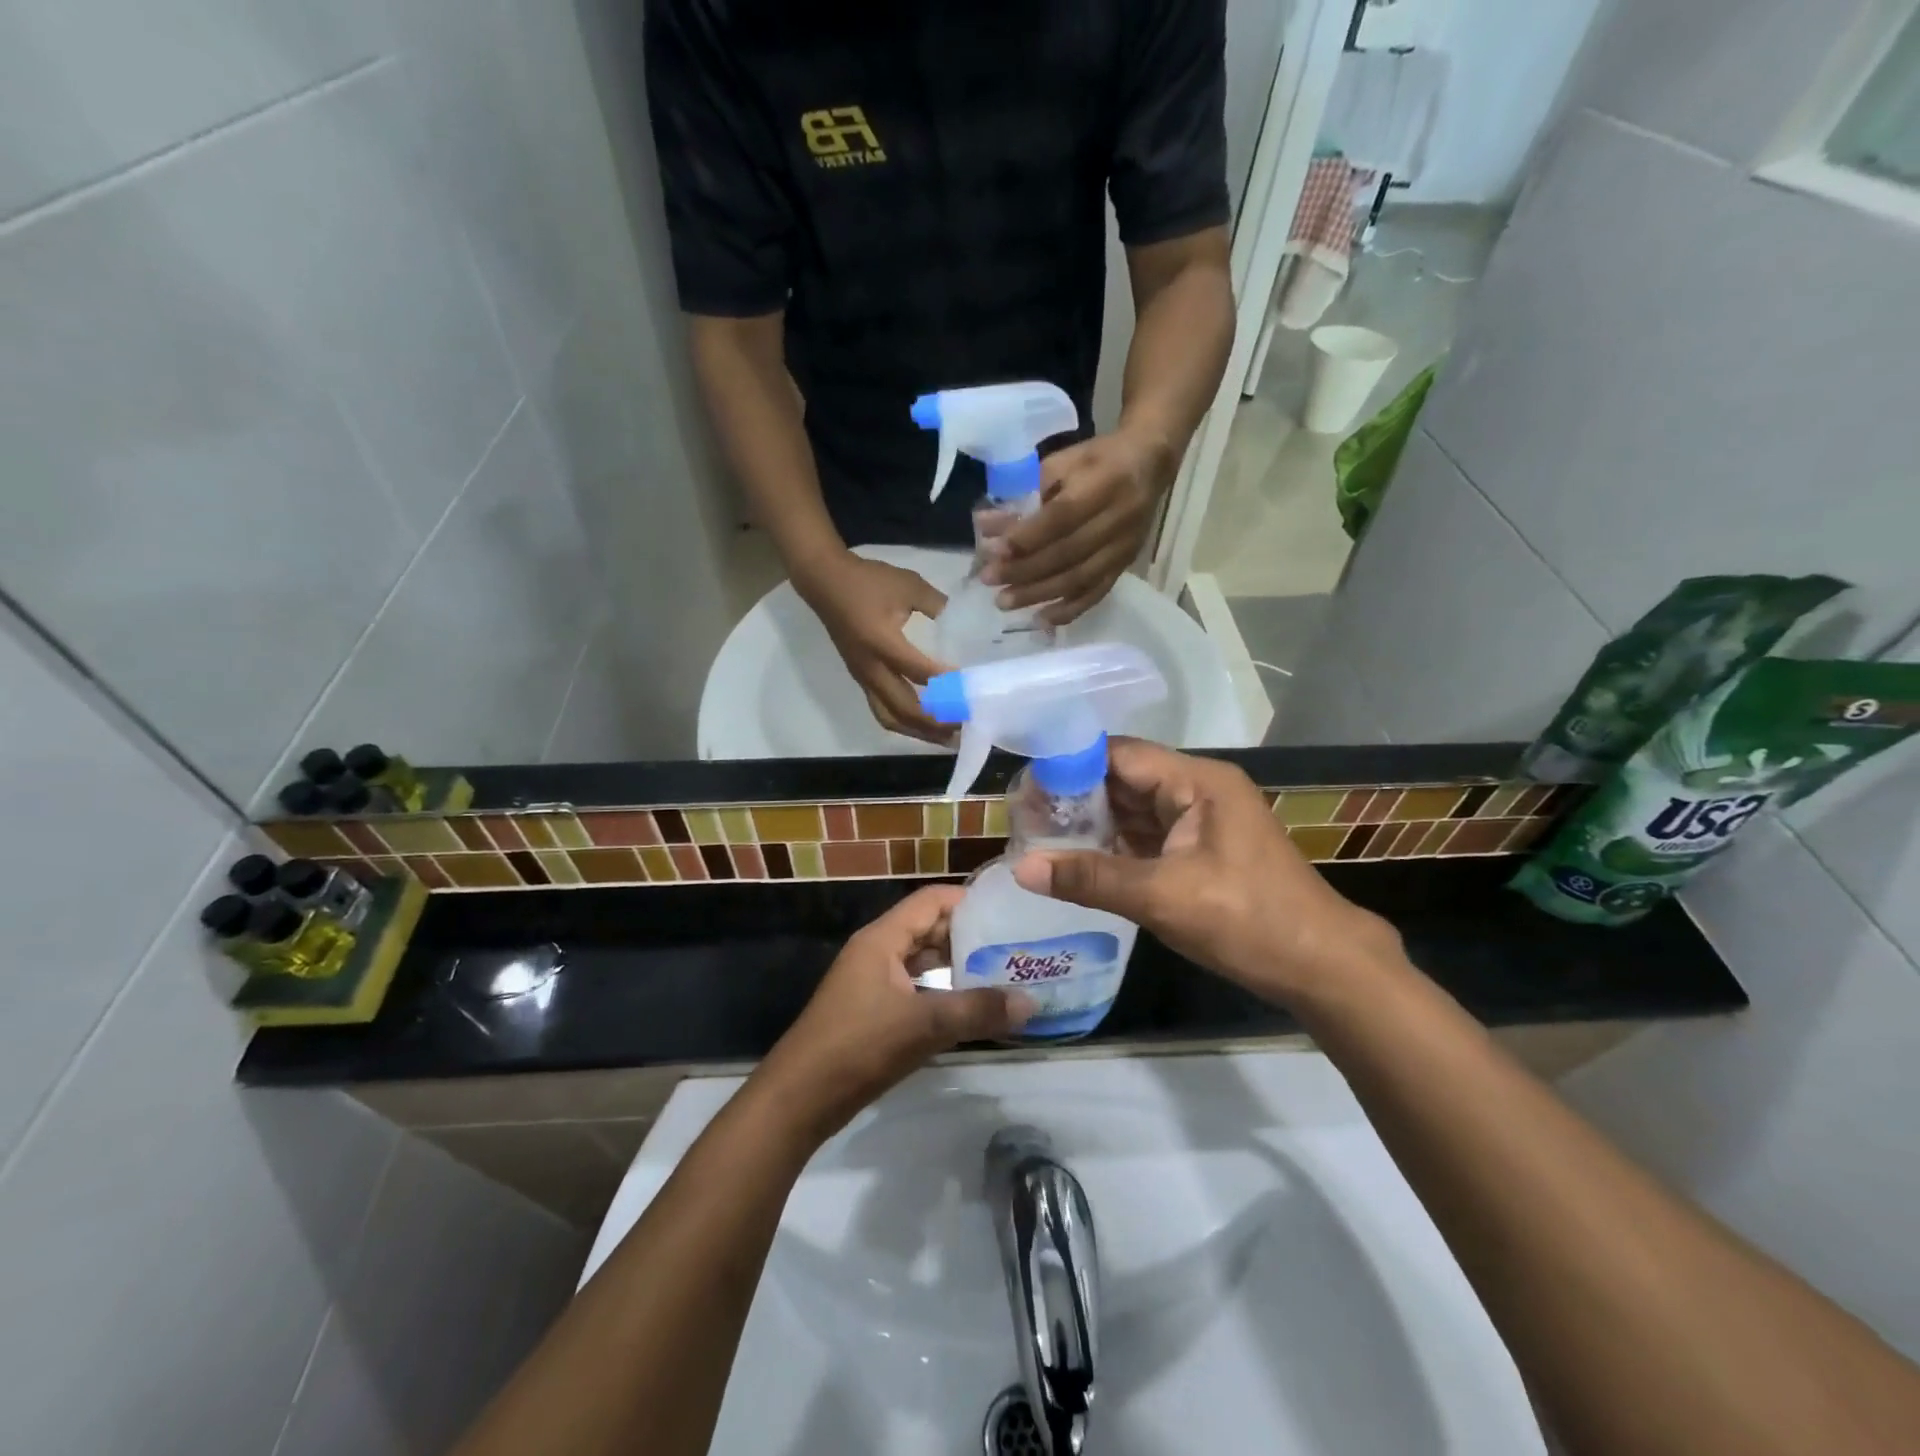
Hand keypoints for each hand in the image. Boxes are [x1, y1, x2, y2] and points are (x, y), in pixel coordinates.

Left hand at [754, 886, 1033, 1140]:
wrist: (798, 1100)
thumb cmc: (857, 1047)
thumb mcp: (923, 1026)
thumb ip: (977, 1011)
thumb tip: (1031, 1002)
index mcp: (882, 938)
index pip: (931, 900)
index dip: (969, 901)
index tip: (1009, 911)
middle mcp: (877, 952)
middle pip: (928, 928)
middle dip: (969, 935)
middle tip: (1015, 946)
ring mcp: (873, 982)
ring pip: (922, 961)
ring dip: (957, 965)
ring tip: (1002, 974)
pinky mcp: (873, 1011)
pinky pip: (915, 988)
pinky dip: (942, 991)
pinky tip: (969, 1008)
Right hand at [796, 552, 951, 741]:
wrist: (824, 581)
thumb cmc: (867, 581)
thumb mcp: (908, 585)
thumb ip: (938, 605)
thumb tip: (961, 625)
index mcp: (882, 642)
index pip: (919, 673)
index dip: (947, 685)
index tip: (972, 692)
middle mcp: (871, 668)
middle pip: (904, 708)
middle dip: (936, 722)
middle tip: (964, 726)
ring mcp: (863, 677)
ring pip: (890, 717)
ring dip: (919, 731)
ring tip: (947, 737)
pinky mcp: (861, 679)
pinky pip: (882, 710)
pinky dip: (905, 722)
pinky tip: (924, 724)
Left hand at [985, 428, 1173, 624]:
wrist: (1149, 464)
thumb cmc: (1097, 460)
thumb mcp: (1060, 463)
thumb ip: (1025, 494)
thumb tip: (987, 526)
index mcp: (1102, 484)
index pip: (1060, 518)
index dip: (1026, 537)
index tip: (994, 551)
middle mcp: (1117, 519)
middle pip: (1066, 553)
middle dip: (1024, 570)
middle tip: (990, 580)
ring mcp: (1122, 547)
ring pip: (1078, 578)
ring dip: (1038, 594)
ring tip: (1005, 602)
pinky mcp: (1124, 565)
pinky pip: (1096, 593)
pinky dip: (1068, 610)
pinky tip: (1041, 620)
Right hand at [1010, 739, 1401, 1004]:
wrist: (1321, 967)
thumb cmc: (1248, 921)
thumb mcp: (1163, 898)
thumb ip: (1090, 878)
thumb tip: (1021, 867)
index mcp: (1198, 782)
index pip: (1120, 755)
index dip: (1070, 765)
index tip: (1024, 787)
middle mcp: (1198, 790)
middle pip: (1123, 779)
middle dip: (1074, 796)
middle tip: (1023, 816)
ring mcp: (1199, 821)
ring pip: (1132, 809)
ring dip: (1091, 823)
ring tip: (1037, 835)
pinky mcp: (1198, 850)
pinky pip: (1145, 836)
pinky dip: (1112, 845)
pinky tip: (1075, 858)